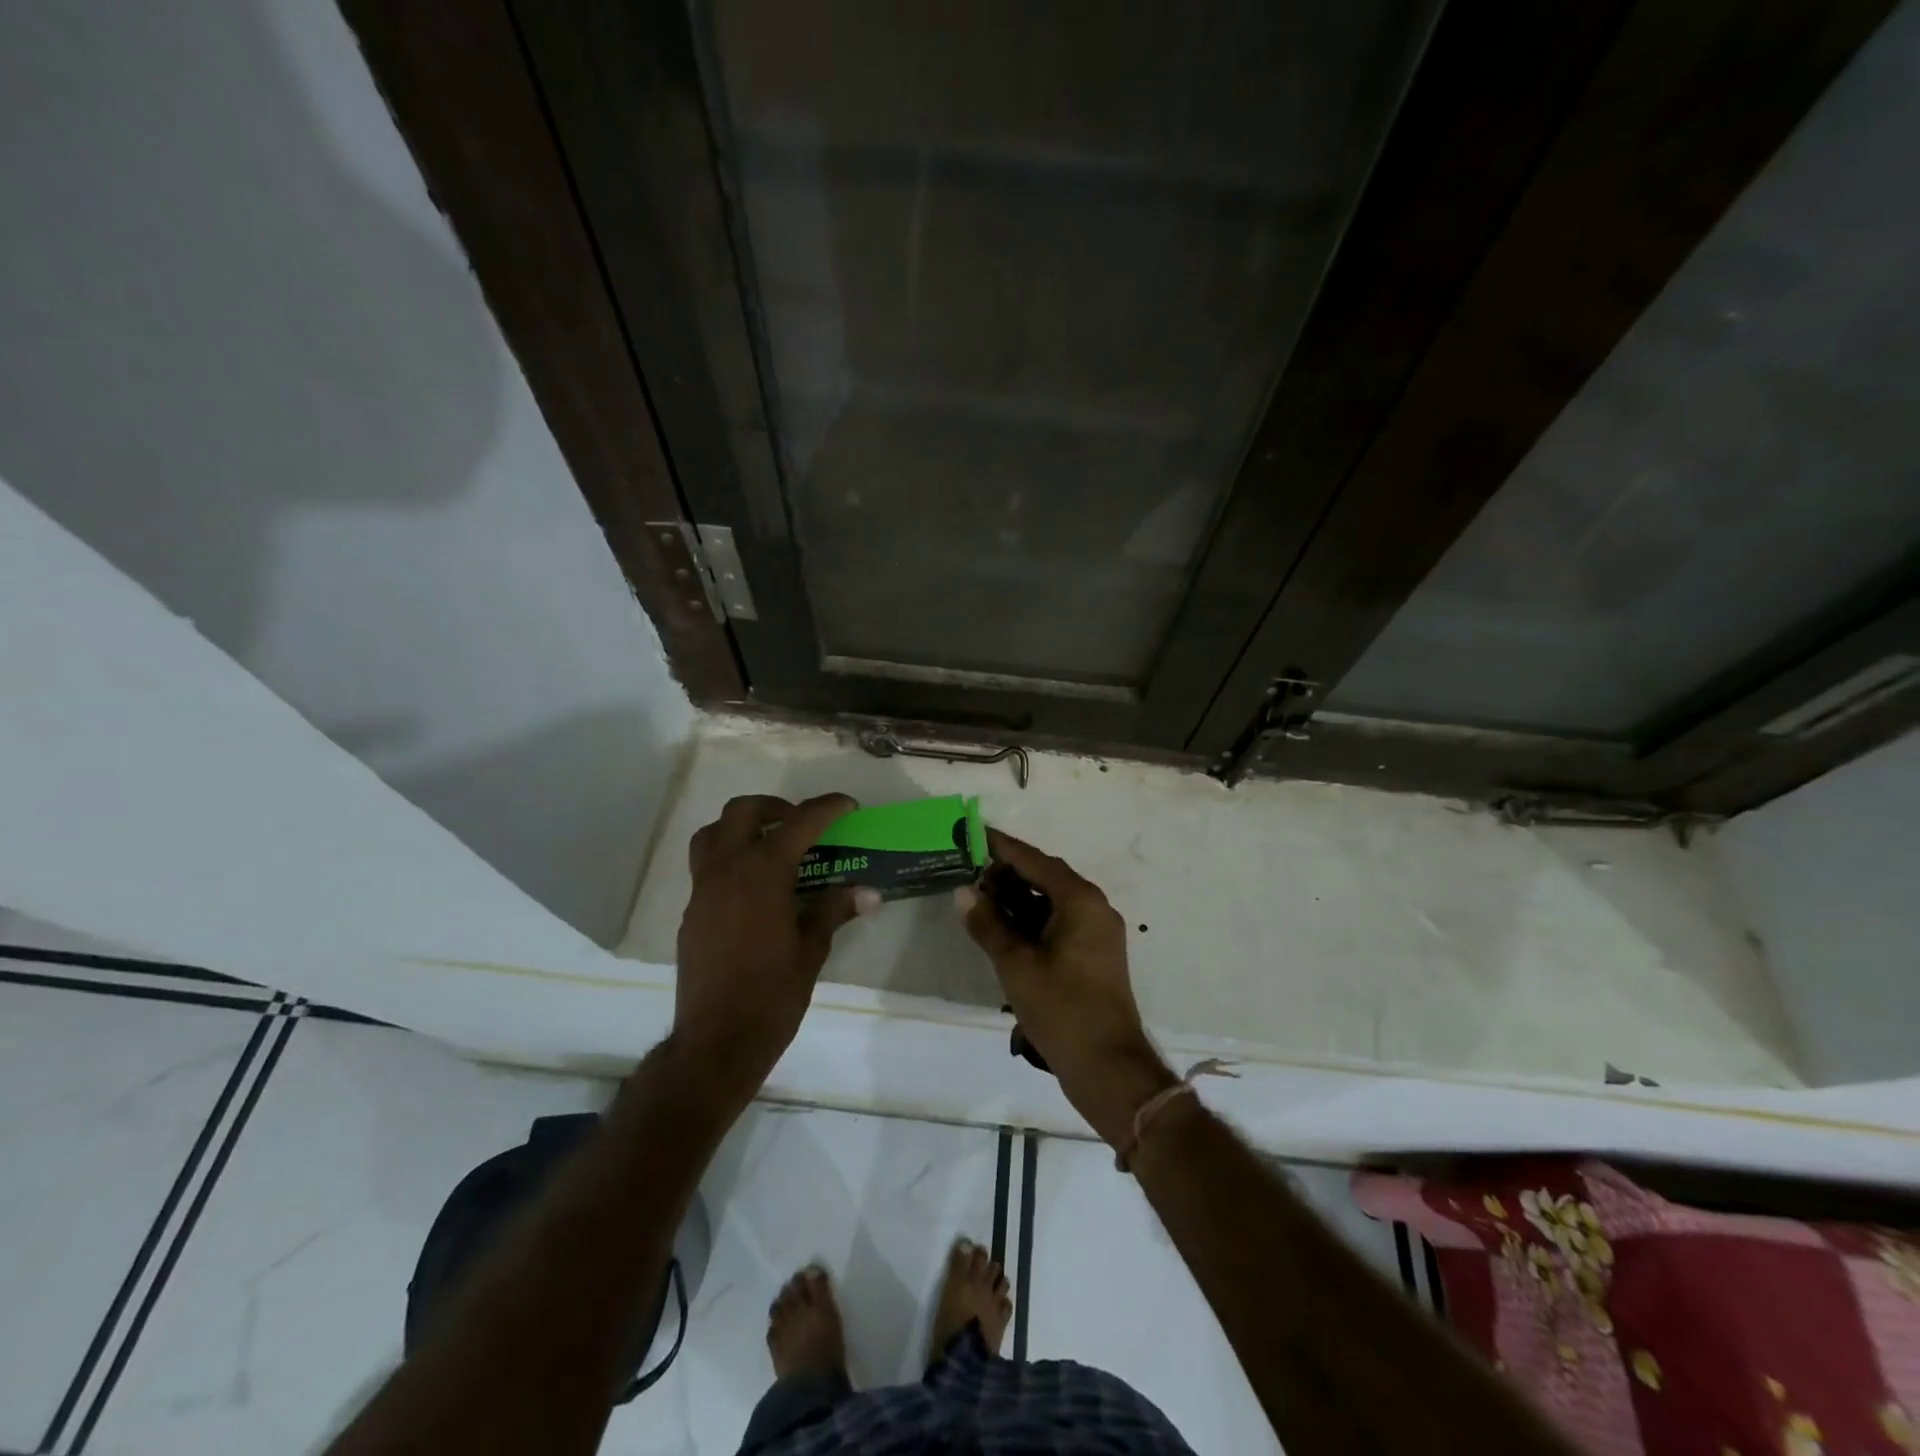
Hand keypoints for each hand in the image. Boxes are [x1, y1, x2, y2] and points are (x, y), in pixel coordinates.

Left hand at [674, 793, 871, 1101]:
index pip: (799, 822)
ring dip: (741, 826)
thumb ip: (835, 910)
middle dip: (775, 807)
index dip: (827, 808)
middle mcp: (727, 870)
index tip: (848, 805)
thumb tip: (869, 892)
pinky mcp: (691, 912)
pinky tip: (753, 889)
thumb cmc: (773, 994)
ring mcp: (702, 890)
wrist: (717, 1040)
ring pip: (712, 833)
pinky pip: (706, 866)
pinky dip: (729, 859)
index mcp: (763, 873)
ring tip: (770, 845)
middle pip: (743, 811)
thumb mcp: (813, 949)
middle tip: (801, 823)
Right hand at [958, 830, 1175, 1146]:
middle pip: (1046, 877)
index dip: (1002, 847)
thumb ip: (988, 924)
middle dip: (1008, 874)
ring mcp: (1098, 932)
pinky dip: (1033, 921)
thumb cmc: (1061, 1009)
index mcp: (1080, 900)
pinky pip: (1061, 922)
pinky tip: (1005, 931)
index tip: (973, 833)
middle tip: (970, 874)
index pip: (1035, 861)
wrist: (1108, 1067)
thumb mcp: (1016, 964)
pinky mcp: (1095, 955)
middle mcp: (1094, 907)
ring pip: (1053, 901)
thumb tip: (964, 892)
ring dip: (1019, 899)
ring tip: (981, 902)